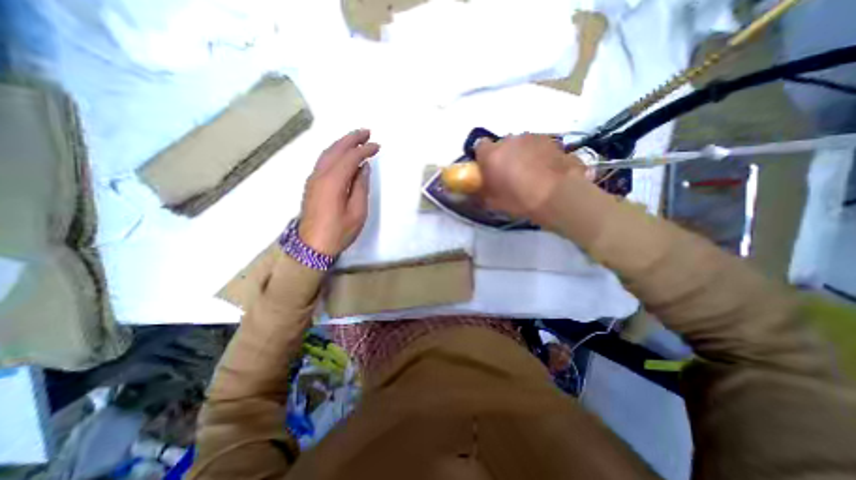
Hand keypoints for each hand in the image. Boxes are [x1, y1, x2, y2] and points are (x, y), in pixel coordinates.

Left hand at [300, 128, 380, 254]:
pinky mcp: (312, 184)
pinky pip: (324, 161)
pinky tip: (342, 154)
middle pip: (336, 149)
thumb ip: (361, 187)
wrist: (312, 245)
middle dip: (352, 138)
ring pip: (327, 153)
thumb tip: (363, 168)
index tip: (377, 146)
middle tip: (367, 132)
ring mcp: (313, 178)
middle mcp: (320, 175)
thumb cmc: (339, 231)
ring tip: (356, 138)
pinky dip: (335, 153)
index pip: (350, 157)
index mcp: (333, 181)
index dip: (364, 149)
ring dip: (342, 143)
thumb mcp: (357, 212)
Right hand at [475, 134, 588, 224]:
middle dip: (503, 156)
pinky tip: (545, 170)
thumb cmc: (520, 200)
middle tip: (509, 174)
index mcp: (492, 154)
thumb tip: (476, 190)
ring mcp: (532, 137)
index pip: (480, 147)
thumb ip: (481, 192)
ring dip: (521, 154)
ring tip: (530, 173)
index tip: (488, 170)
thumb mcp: (494, 202)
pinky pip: (538, 146)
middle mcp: (510, 140)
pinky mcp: (552, 140)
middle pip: (502, 145)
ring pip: (521, 144)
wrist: (558, 196)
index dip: (483, 158)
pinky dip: (538, 155)